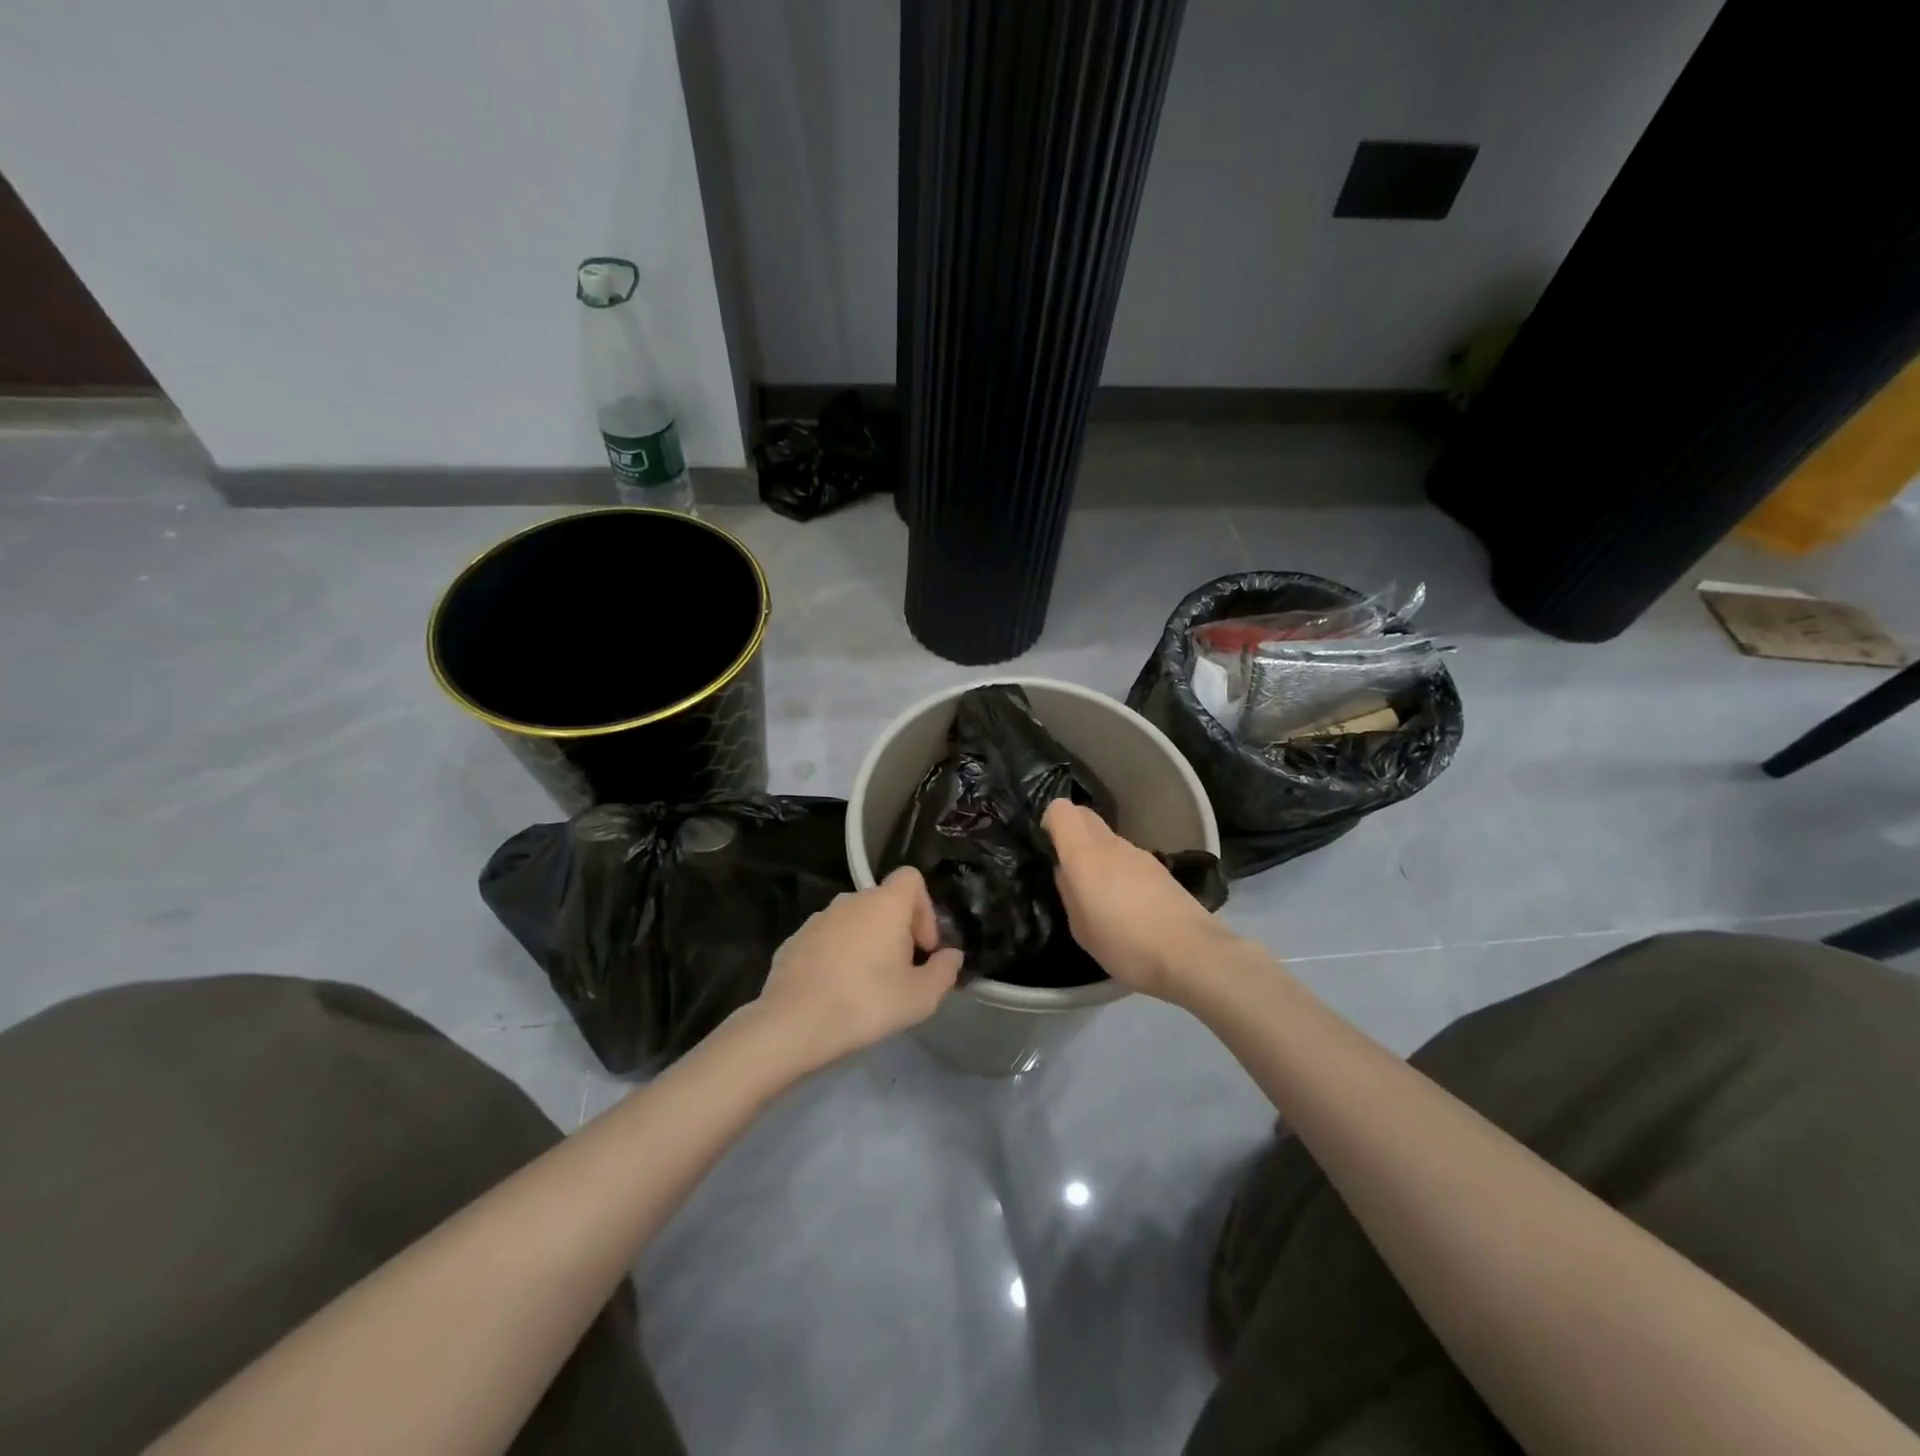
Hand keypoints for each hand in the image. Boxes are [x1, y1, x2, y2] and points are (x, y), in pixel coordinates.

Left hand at [753, 867, 964, 1068]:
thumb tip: (951, 956)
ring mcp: (818, 919)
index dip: (925, 909)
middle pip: (884, 902)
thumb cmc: (867, 1002)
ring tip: (867, 986)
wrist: (793, 1023)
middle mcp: (850, 900)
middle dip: (897, 932)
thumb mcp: (921, 997)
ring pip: (854, 922)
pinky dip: (837, 957)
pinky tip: (836, 992)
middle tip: (901, 972)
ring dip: (866, 944)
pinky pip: (827, 940)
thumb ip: (944, 972)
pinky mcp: (793, 941)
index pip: (911, 878)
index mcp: (884, 903)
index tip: (923, 948)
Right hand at [1045, 800, 1230, 1002]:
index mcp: (1084, 854)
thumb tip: (1066, 872)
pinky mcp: (1160, 869)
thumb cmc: (1125, 944)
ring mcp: (1139, 854)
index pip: (1061, 810)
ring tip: (1098, 893)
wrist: (1192, 954)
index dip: (1049, 821)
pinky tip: (1126, 903)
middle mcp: (1111, 844)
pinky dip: (1119, 869)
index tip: (1046, 846)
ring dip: (1097, 853)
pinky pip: (1128, 858)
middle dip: (1071, 831)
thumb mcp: (1081, 928)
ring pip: (1107, 839)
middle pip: (1085, 816)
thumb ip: (1068, 893)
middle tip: (1066, 866)